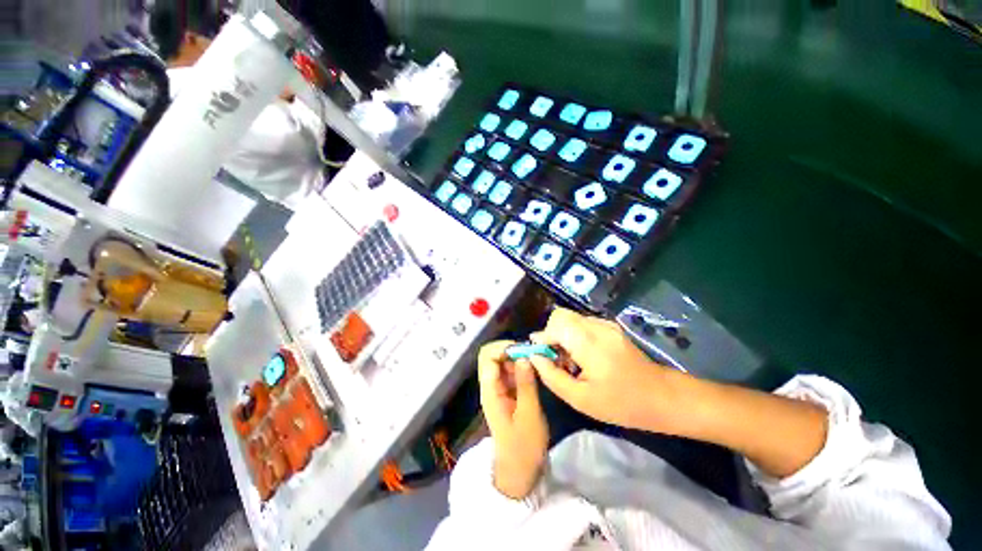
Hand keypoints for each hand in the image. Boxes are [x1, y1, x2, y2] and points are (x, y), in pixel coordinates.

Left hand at [478, 341, 548, 498]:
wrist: (519, 471)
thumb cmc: (524, 447)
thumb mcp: (529, 415)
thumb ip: (526, 384)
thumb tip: (524, 357)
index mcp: (490, 390)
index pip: (487, 356)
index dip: (503, 347)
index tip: (524, 349)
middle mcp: (491, 386)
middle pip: (493, 356)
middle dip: (512, 350)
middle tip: (533, 354)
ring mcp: (499, 389)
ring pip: (504, 363)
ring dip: (518, 358)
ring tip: (537, 361)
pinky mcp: (508, 393)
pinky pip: (512, 372)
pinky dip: (522, 367)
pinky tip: (535, 371)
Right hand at [529, 308, 678, 431]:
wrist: (662, 397)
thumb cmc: (621, 403)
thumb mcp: (580, 399)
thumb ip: (552, 376)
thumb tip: (534, 357)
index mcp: (589, 342)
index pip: (555, 324)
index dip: (542, 337)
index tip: (540, 354)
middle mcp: (597, 326)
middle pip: (561, 316)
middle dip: (551, 334)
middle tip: (555, 358)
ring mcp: (606, 325)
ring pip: (571, 319)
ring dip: (563, 335)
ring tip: (570, 361)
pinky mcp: (611, 328)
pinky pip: (583, 324)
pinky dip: (575, 335)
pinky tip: (584, 356)